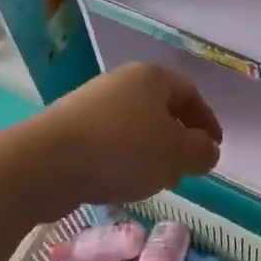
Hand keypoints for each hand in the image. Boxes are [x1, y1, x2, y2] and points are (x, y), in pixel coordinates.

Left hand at [24, 64, 221, 217]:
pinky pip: (109, 141)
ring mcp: (91, 104)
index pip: (190, 93)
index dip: (207, 121)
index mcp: (151, 78)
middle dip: (178, 139)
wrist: (46, 163)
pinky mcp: (70, 129)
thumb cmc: (122, 151)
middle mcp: (121, 82)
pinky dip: (124, 159)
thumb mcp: (176, 154)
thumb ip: (201, 152)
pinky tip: (123, 183)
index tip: (214, 148)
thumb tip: (208, 150)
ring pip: (135, 127)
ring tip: (156, 181)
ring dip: (152, 153)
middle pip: (161, 109)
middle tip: (187, 168)